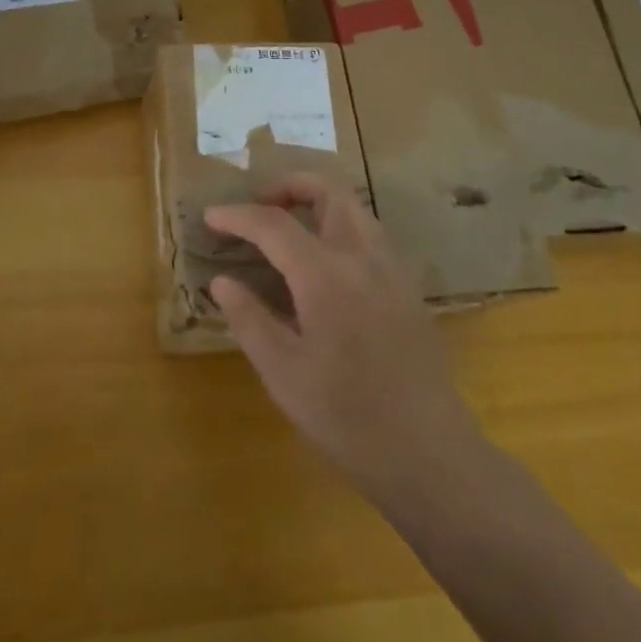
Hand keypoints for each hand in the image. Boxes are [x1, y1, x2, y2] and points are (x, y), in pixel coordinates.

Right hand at [206, 175, 483, 494]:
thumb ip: (249, 319)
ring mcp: (391, 268)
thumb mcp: (284, 375)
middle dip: (289, 186)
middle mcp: (363, 256)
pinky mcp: (407, 286)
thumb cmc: (348, 419)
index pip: (274, 224)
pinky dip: (339, 227)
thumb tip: (221, 281)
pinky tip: (324, 265)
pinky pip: (369, 234)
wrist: (429, 454)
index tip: (211, 216)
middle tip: (259, 208)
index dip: (238, 215)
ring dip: (317, 202)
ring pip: (353, 207)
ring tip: (288, 230)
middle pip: (328, 190)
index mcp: (326, 275)